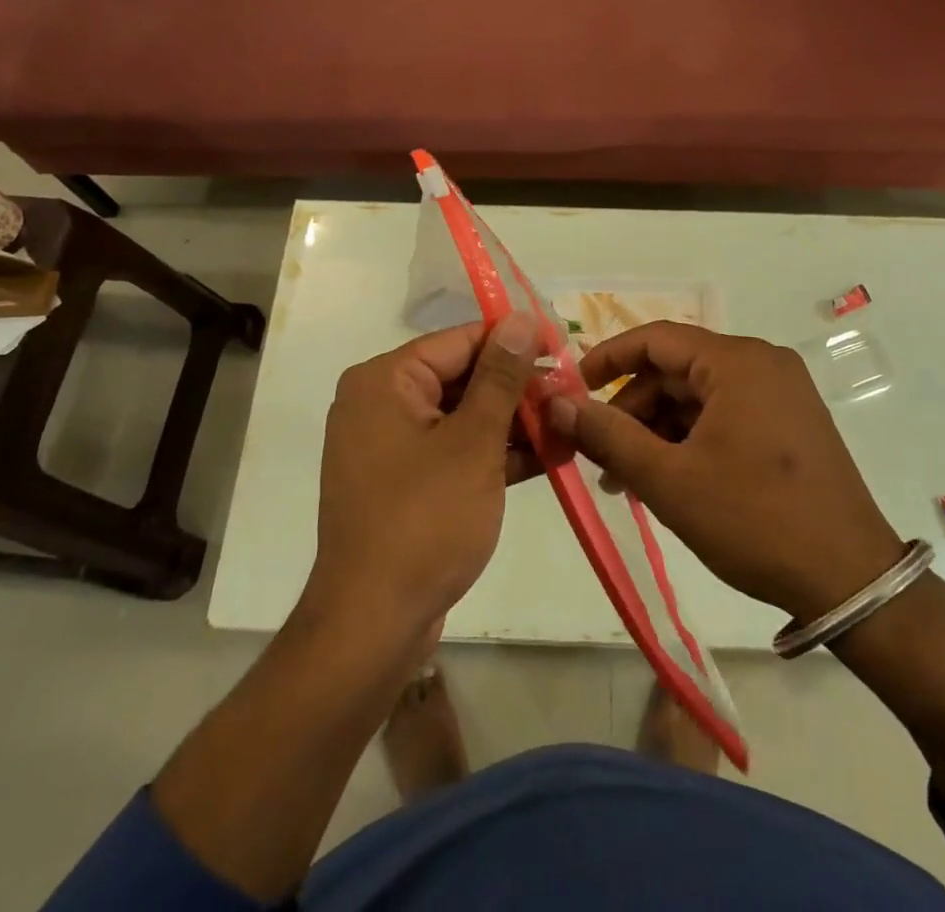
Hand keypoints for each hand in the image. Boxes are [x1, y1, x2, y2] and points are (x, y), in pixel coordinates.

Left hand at [308, 316, 539, 638]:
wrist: (372, 626)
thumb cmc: (424, 521)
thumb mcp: (473, 443)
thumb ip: (501, 378)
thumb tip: (521, 319)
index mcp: (385, 381)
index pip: (460, 341)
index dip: (514, 341)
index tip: (563, 347)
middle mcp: (381, 404)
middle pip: (461, 378)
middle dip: (518, 388)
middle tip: (572, 393)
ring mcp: (391, 447)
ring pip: (462, 417)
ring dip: (514, 423)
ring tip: (569, 424)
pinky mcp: (405, 484)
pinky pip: (454, 452)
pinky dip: (494, 454)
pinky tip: (548, 456)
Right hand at [547, 323, 903, 622]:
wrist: (852, 582)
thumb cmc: (754, 520)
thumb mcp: (669, 480)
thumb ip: (607, 435)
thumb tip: (556, 402)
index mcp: (737, 361)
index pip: (656, 338)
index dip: (607, 358)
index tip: (572, 388)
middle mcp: (763, 364)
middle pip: (676, 370)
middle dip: (632, 409)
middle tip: (599, 454)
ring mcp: (782, 393)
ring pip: (699, 396)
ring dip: (659, 429)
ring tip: (628, 480)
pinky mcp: (791, 423)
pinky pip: (725, 414)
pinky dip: (691, 438)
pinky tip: (670, 479)